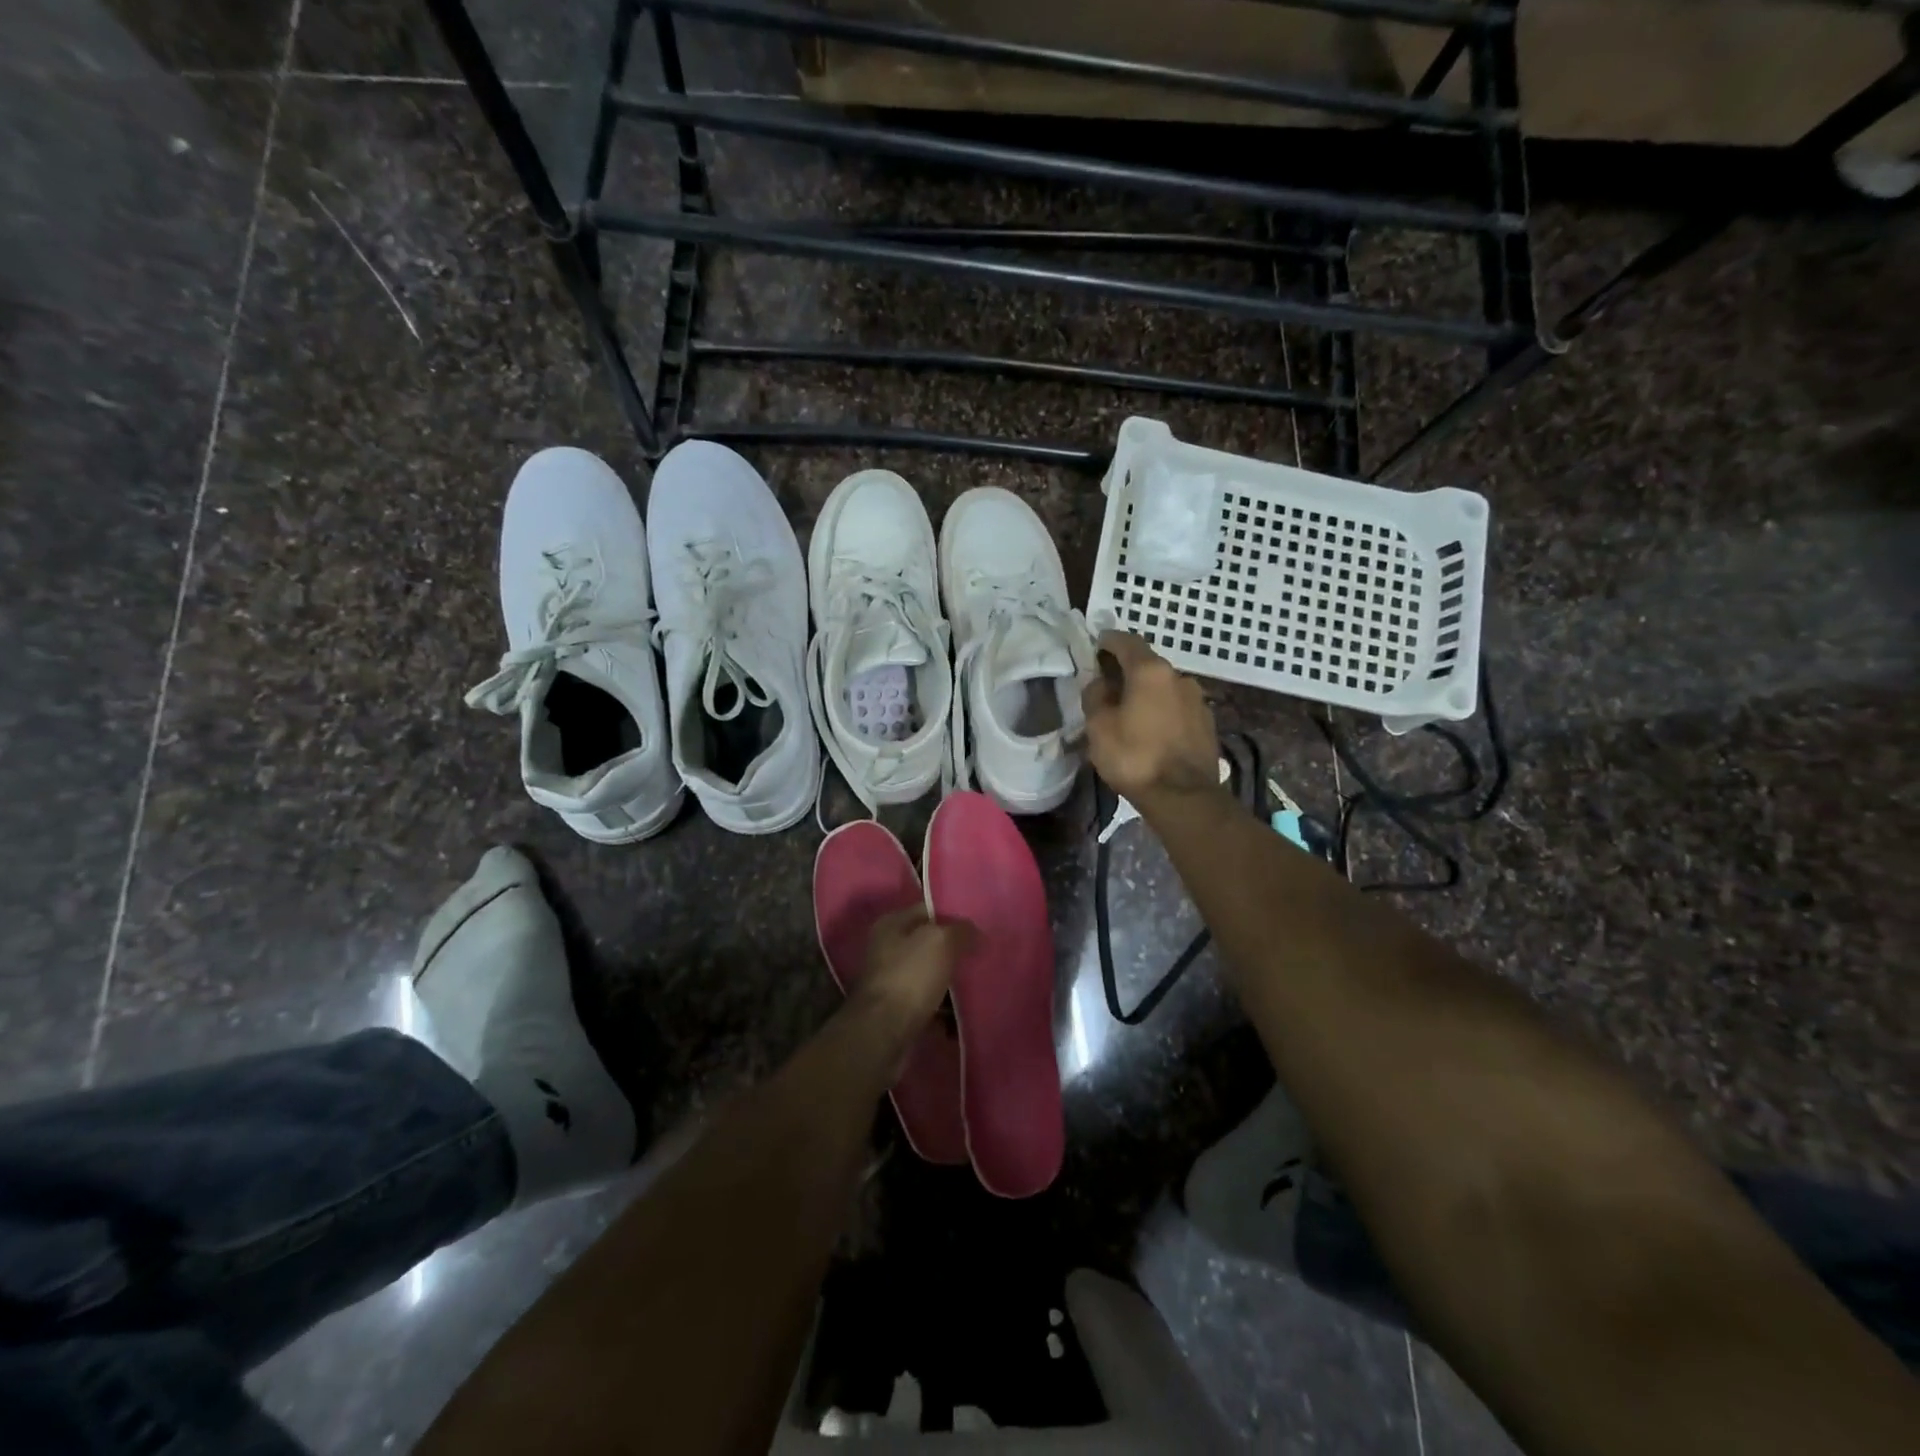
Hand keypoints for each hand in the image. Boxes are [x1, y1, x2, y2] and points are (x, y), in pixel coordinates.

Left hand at [851, 907, 969, 1034]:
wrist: (883, 1032)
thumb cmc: (910, 977)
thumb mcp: (941, 941)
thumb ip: (961, 930)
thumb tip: (975, 932)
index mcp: (891, 924)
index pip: (928, 910)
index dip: (954, 916)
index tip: (980, 926)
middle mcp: (887, 949)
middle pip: (929, 944)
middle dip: (955, 951)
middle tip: (983, 956)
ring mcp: (891, 981)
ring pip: (931, 975)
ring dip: (952, 982)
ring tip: (979, 985)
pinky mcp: (897, 1011)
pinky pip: (929, 1003)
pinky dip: (945, 1008)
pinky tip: (966, 1012)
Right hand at [1080, 631, 1218, 804]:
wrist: (1184, 797)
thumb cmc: (1134, 757)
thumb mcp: (1099, 727)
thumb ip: (1096, 697)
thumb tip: (1101, 683)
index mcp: (1150, 671)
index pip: (1127, 642)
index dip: (1109, 641)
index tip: (1097, 645)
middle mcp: (1179, 677)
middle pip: (1148, 665)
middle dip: (1127, 671)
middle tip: (1107, 685)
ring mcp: (1197, 700)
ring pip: (1164, 687)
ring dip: (1146, 693)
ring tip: (1130, 712)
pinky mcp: (1207, 723)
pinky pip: (1177, 708)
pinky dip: (1161, 711)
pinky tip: (1151, 730)